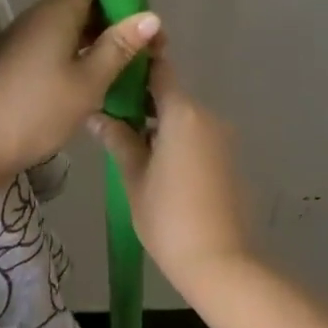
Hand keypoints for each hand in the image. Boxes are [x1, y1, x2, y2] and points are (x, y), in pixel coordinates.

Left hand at [0, 0, 161, 183]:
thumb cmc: (34, 111)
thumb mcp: (87, 82)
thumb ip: (118, 47)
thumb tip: (151, 16)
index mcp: (57, 11)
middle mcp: (41, 16)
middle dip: (121, 14)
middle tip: (153, 41)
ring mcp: (29, 39)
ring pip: (75, 25)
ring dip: (105, 37)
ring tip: (137, 60)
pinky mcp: (23, 61)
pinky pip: (62, 44)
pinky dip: (86, 52)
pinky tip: (105, 76)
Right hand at [88, 57, 259, 299]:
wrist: (221, 263)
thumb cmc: (169, 218)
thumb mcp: (134, 178)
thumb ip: (118, 139)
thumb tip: (96, 116)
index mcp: (183, 113)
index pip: (160, 70)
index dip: (138, 64)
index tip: (116, 69)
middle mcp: (208, 116)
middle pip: (172, 95)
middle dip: (143, 101)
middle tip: (112, 117)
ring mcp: (224, 138)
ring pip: (186, 118)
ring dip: (161, 123)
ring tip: (131, 144)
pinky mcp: (231, 159)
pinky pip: (199, 137)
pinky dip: (179, 141)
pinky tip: (159, 165)